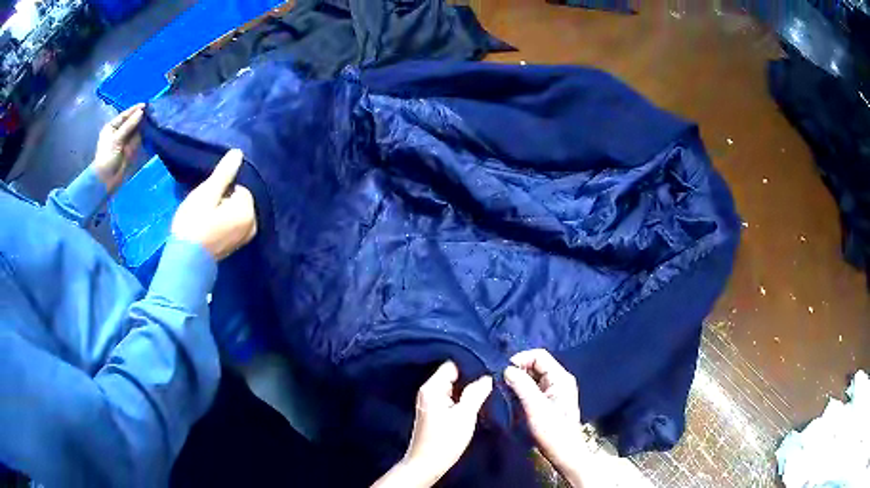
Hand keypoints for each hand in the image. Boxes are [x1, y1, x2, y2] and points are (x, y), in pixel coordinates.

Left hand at [93, 103, 144, 191]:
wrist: (106, 179)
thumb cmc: (107, 157)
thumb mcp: (116, 139)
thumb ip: (129, 125)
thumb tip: (141, 112)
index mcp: (112, 127)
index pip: (124, 115)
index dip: (134, 110)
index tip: (145, 105)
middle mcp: (119, 132)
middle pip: (131, 121)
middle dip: (140, 117)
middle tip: (151, 111)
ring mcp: (125, 141)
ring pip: (136, 129)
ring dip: (143, 125)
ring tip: (153, 118)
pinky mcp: (131, 149)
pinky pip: (139, 139)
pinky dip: (144, 134)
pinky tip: (150, 129)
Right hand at [171, 149, 256, 260]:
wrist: (185, 260)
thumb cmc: (194, 223)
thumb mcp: (207, 193)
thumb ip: (224, 173)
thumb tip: (238, 153)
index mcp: (248, 212)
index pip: (240, 188)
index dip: (222, 190)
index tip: (208, 199)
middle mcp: (252, 226)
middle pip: (238, 201)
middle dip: (223, 200)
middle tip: (205, 209)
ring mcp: (244, 239)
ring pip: (234, 213)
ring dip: (221, 212)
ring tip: (204, 218)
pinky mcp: (234, 247)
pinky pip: (231, 226)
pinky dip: (222, 224)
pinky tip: (208, 227)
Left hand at [374, 362, 492, 487]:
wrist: (426, 464)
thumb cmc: (444, 441)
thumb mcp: (465, 416)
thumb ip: (476, 393)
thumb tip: (487, 376)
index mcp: (432, 388)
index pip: (453, 364)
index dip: (471, 364)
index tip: (490, 367)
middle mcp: (428, 391)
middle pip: (453, 374)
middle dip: (472, 376)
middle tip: (493, 378)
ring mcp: (430, 401)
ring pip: (453, 386)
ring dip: (468, 388)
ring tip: (488, 388)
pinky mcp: (434, 411)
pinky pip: (451, 396)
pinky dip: (463, 397)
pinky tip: (476, 400)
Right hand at [504, 349, 586, 481]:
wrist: (565, 453)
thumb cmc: (553, 431)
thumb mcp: (536, 408)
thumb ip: (522, 386)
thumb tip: (507, 369)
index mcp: (560, 377)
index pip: (539, 355)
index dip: (520, 359)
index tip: (503, 372)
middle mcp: (559, 380)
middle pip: (535, 365)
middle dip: (517, 370)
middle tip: (501, 382)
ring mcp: (555, 391)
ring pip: (533, 377)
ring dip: (518, 381)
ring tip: (504, 391)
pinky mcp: (549, 401)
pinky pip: (533, 388)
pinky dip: (521, 390)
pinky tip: (512, 399)